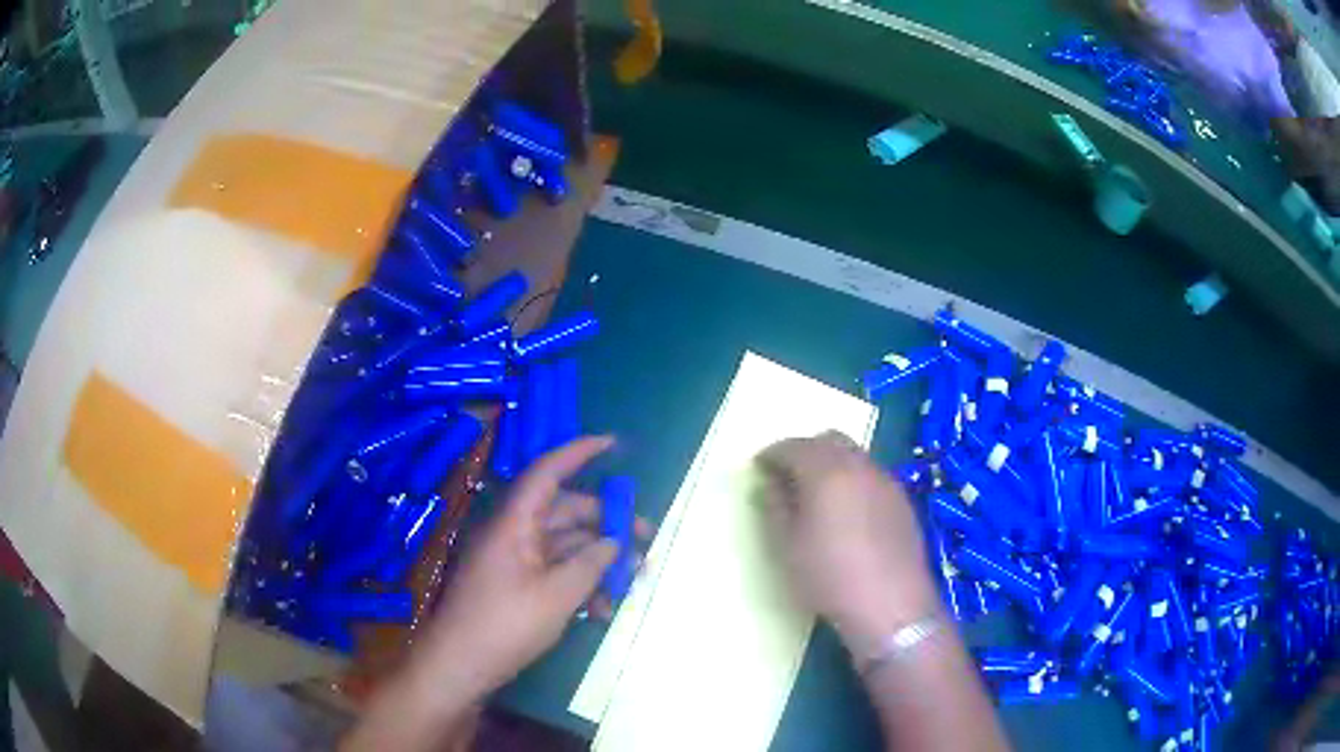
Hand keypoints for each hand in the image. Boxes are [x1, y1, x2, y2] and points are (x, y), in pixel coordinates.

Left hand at [424, 436, 636, 697]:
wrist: (460, 666)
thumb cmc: (506, 625)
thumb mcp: (557, 596)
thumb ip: (590, 564)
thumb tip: (613, 542)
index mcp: (514, 523)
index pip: (547, 473)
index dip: (579, 452)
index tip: (614, 443)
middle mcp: (513, 534)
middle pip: (565, 513)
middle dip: (607, 524)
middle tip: (647, 539)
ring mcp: (514, 562)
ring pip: (564, 546)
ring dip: (598, 560)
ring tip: (633, 581)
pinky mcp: (516, 587)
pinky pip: (554, 573)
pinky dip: (580, 584)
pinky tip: (604, 610)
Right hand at [756, 432, 938, 657]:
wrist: (891, 606)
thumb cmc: (829, 577)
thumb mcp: (787, 546)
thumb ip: (775, 506)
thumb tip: (770, 483)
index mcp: (827, 470)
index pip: (793, 446)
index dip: (772, 454)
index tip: (759, 469)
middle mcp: (860, 465)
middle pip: (829, 440)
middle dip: (805, 451)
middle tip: (787, 476)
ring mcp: (886, 481)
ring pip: (854, 455)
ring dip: (832, 464)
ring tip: (816, 495)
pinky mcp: (902, 501)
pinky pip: (871, 476)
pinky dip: (853, 480)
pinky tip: (847, 512)